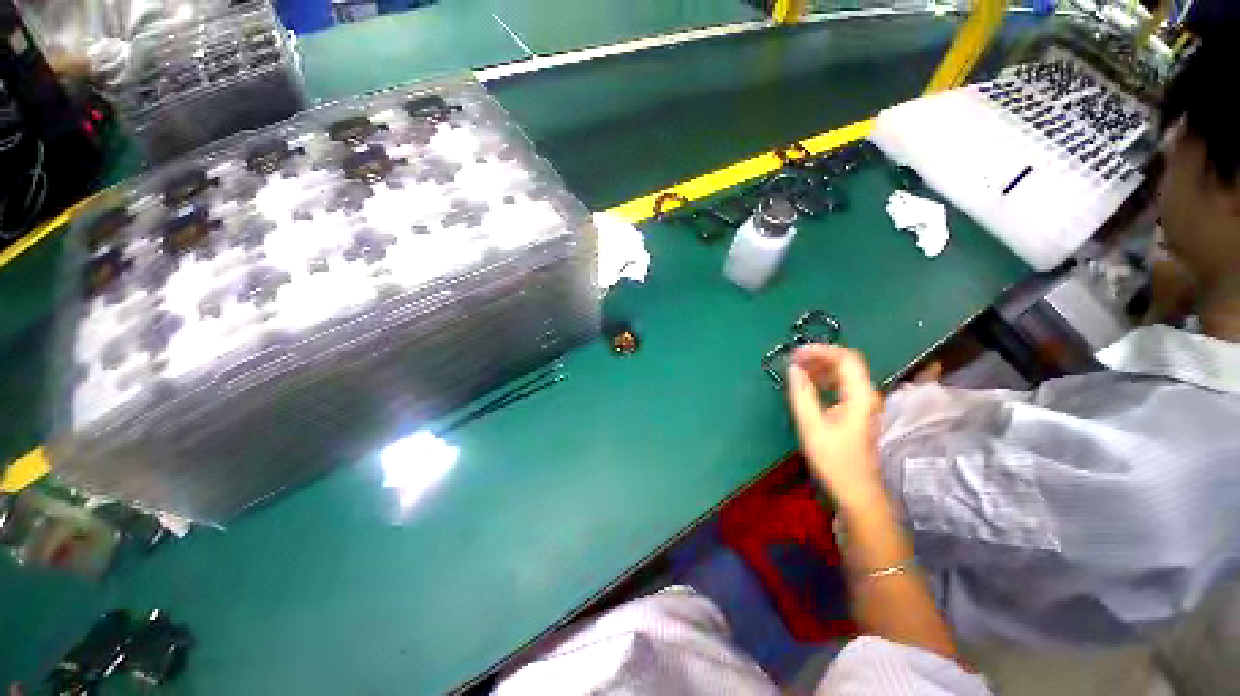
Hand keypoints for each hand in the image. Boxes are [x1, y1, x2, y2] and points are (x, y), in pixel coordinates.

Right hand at [786, 345, 884, 508]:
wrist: (857, 491)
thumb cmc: (834, 460)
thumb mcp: (812, 426)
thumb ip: (801, 394)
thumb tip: (793, 369)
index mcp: (860, 396)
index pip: (845, 359)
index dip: (820, 350)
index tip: (795, 353)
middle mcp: (866, 395)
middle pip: (846, 363)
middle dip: (818, 357)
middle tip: (792, 360)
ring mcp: (864, 403)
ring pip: (844, 374)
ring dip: (820, 368)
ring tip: (796, 370)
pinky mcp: (857, 412)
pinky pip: (842, 386)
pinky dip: (824, 380)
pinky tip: (809, 385)